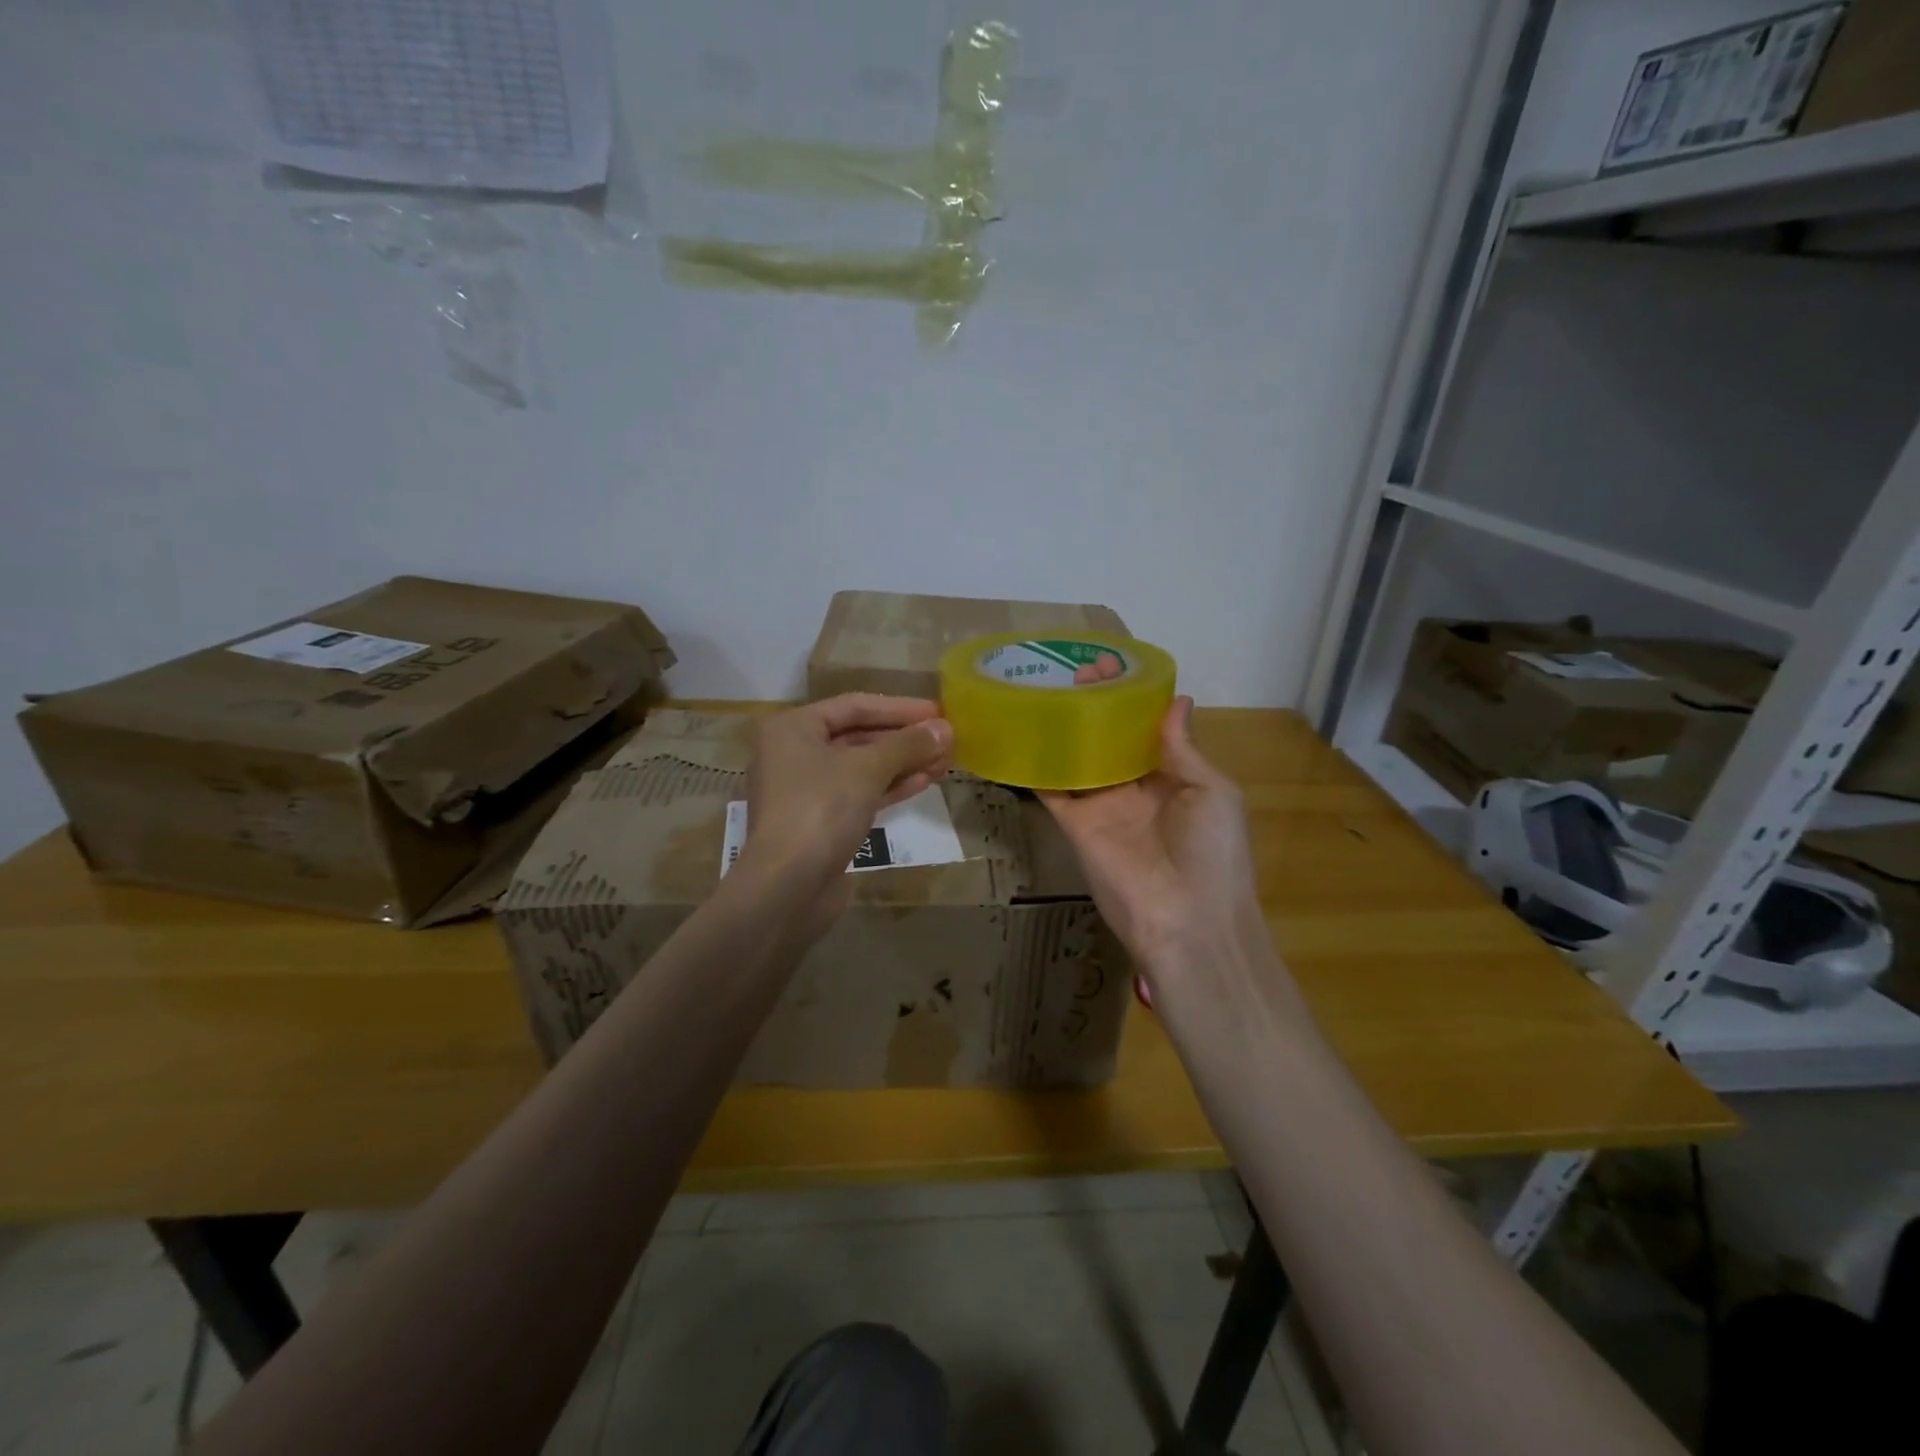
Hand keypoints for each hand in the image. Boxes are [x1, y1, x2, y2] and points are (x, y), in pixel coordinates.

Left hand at [739, 694, 953, 925]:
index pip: (854, 705)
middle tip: (946, 739)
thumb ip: (908, 744)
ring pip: (861, 768)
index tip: (938, 712)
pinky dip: (889, 787)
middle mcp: (793, 754)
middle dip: (904, 739)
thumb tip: (945, 729)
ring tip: (943, 761)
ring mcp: (805, 791)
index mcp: (792, 728)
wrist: (788, 886)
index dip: (899, 708)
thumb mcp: (868, 768)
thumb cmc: (822, 809)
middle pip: (858, 736)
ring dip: (902, 763)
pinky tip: (923, 783)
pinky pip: (859, 794)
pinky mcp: (820, 822)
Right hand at [1041, 697, 1261, 976]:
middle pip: (1107, 742)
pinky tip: (1018, 733)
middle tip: (1070, 670)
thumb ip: (1184, 748)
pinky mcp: (1074, 823)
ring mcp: (1101, 805)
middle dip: (1091, 709)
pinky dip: (1033, 766)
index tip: (1109, 667)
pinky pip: (1050, 790)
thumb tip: (1176, 700)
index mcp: (1172, 779)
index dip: (1129, 702)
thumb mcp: (1213, 792)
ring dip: (1062, 730)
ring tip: (1041, 688)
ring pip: (1076, 760)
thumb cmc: (1212, 851)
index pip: (1145, 732)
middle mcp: (1133, 788)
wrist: (1186, 919)